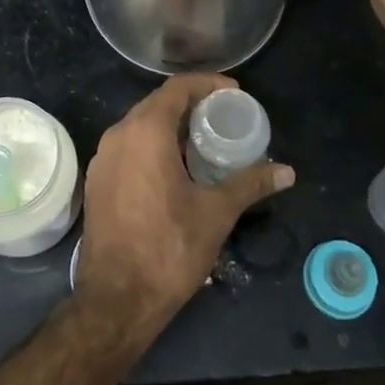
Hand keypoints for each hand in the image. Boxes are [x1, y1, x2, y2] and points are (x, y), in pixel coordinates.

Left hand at [74, 74, 294, 336]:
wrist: (116, 299)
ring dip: (171, 126)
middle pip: (157, 104)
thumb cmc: (169, 248)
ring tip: (203, 141)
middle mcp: (118, 134)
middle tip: (224, 117)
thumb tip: (287, 171)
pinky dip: (153, 145)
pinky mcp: (97, 180)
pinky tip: (175, 167)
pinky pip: (128, 147)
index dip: (207, 84)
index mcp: (145, 131)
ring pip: (140, 126)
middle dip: (191, 104)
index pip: (177, 88)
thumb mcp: (216, 213)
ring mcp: (103, 158)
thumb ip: (250, 184)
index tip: (235, 93)